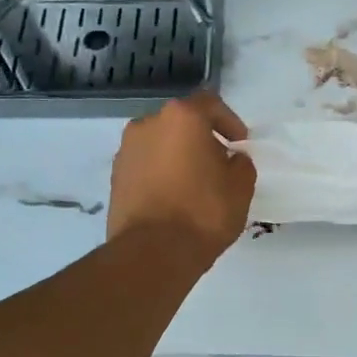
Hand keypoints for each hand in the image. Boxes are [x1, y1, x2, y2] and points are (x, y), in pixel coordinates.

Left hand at [107, 92, 255, 262]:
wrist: (152, 252)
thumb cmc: (203, 212)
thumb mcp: (241, 187)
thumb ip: (241, 163)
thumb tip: (232, 159)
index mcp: (182, 117)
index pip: (210, 103)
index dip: (229, 121)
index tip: (239, 144)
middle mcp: (148, 124)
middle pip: (181, 122)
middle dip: (201, 139)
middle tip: (218, 164)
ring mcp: (126, 151)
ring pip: (160, 144)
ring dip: (178, 156)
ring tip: (195, 184)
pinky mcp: (115, 177)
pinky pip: (145, 166)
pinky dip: (161, 174)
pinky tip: (174, 199)